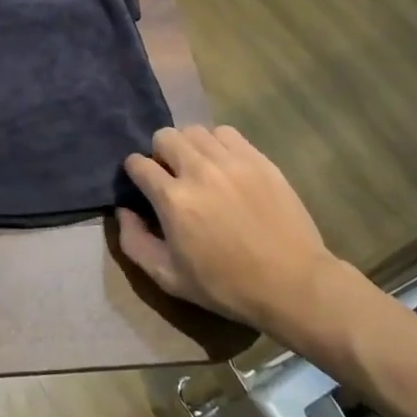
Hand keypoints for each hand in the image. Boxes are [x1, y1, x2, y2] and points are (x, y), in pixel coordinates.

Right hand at [118, 125, 364, 360]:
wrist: (293, 284)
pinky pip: (226, 133)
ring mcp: (232, 162)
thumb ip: (134, 242)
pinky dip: (217, 143)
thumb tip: (123, 211)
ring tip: (197, 167)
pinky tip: (223, 165)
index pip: (138, 163)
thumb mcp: (169, 278)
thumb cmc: (226, 286)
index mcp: (173, 200)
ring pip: (194, 130)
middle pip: (164, 136)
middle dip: (159, 153)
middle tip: (171, 175)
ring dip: (188, 146)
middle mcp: (198, 171)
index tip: (142, 184)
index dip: (135, 172)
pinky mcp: (259, 159)